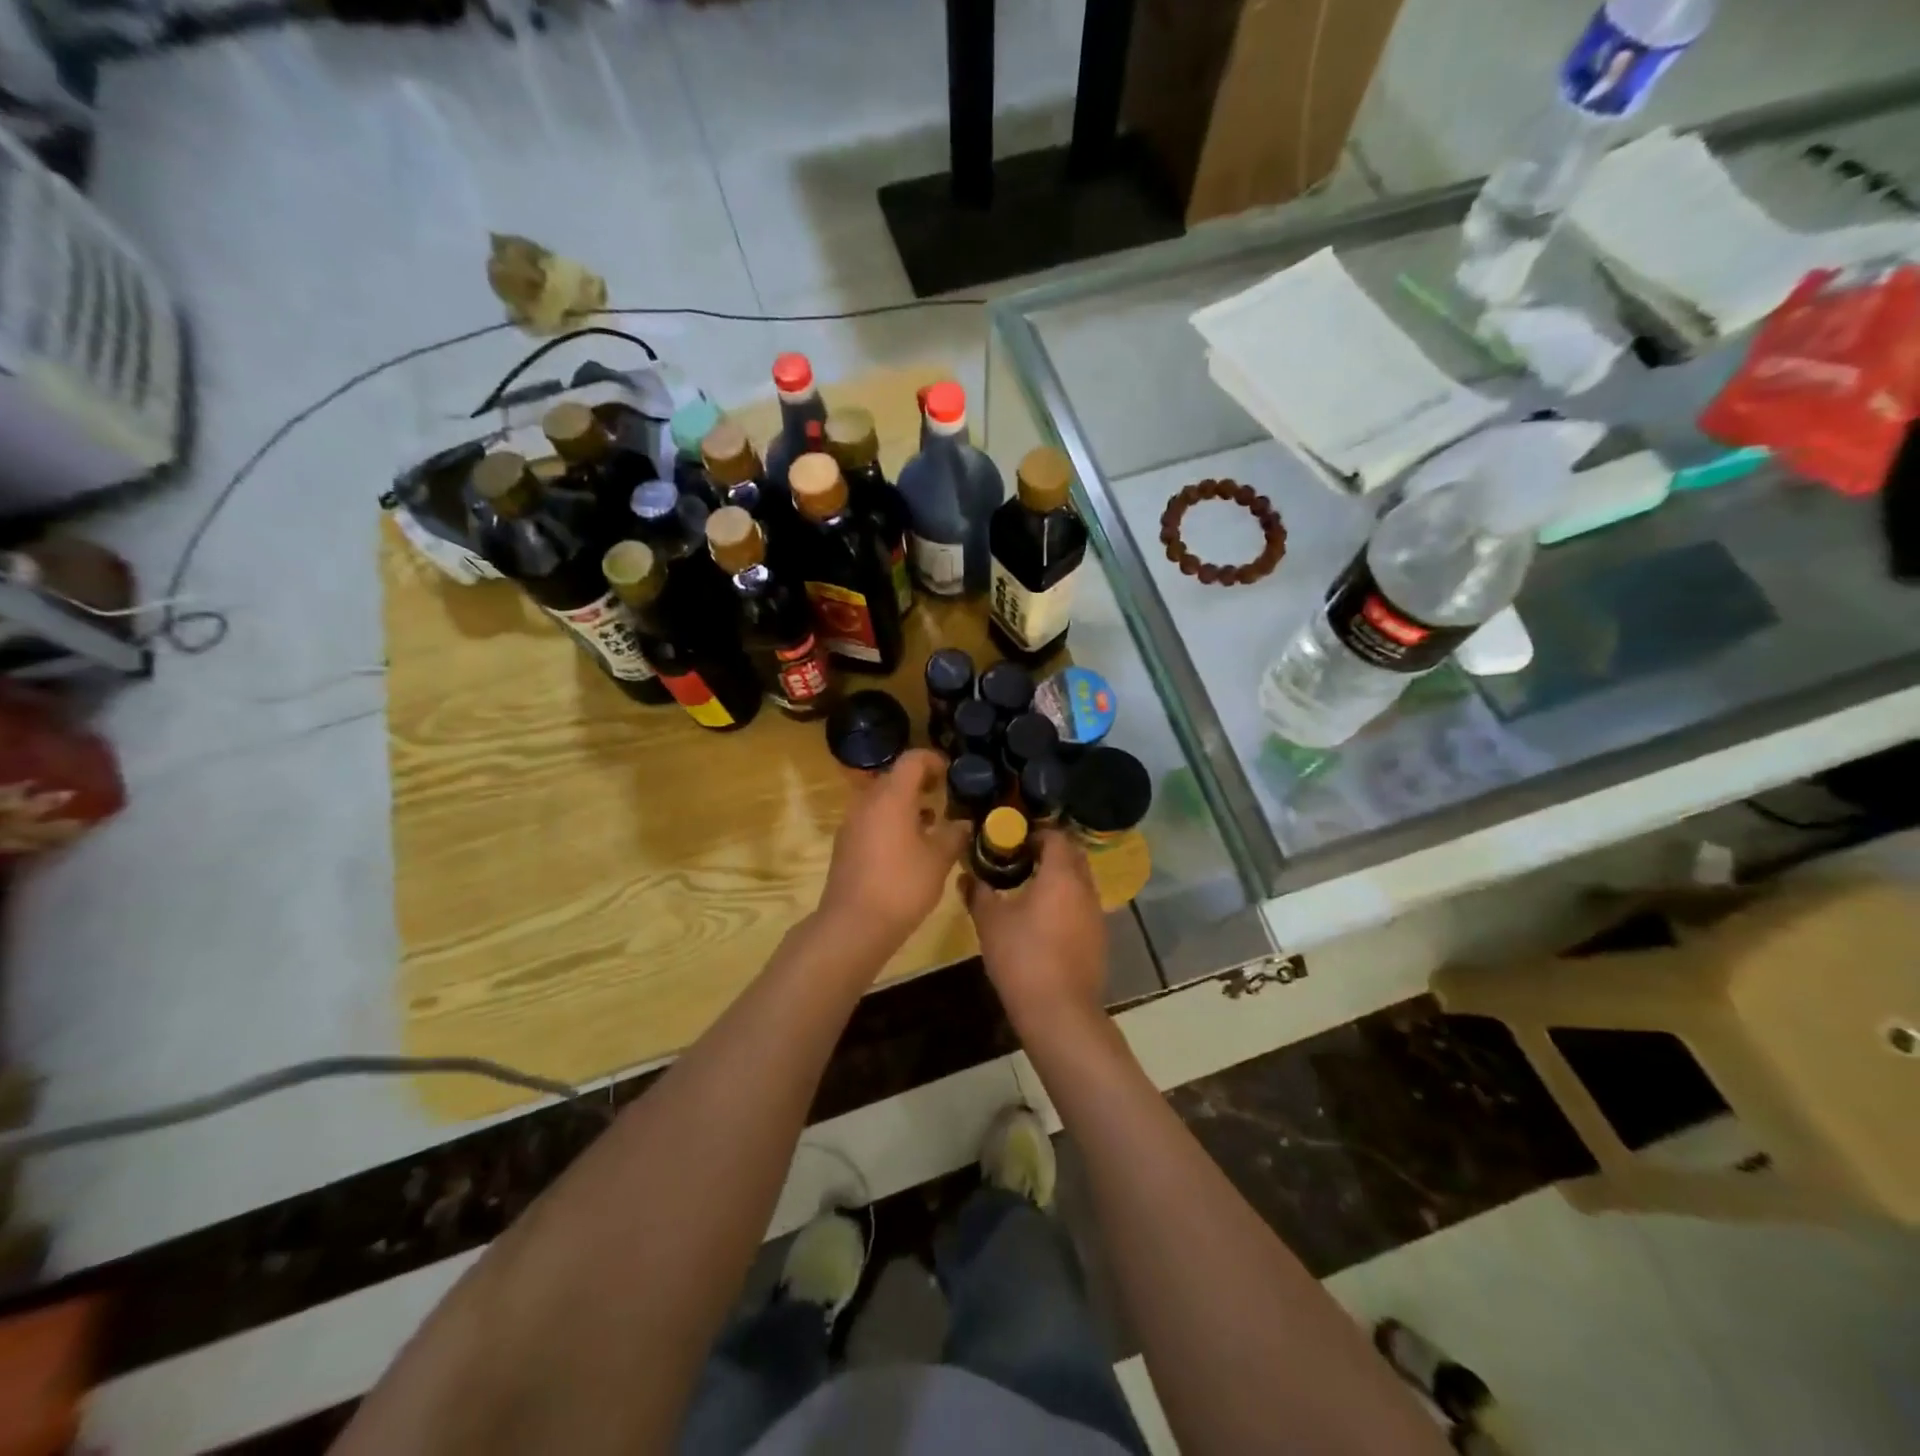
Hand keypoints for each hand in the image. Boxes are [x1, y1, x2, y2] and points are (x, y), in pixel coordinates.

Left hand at [819, 749, 969, 953]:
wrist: (852, 926)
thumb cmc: (901, 885)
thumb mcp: (939, 860)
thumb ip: (954, 835)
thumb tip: (964, 823)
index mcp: (891, 797)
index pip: (912, 760)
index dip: (934, 760)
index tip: (952, 773)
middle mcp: (867, 802)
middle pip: (895, 778)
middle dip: (921, 783)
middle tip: (945, 796)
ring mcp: (852, 823)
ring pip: (882, 801)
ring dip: (906, 804)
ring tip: (932, 822)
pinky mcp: (846, 844)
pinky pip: (872, 820)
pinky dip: (892, 822)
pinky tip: (910, 847)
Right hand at [962, 829, 1107, 1036]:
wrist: (1059, 1011)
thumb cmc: (1022, 957)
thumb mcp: (990, 922)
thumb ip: (978, 893)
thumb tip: (966, 875)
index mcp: (1062, 875)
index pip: (1056, 836)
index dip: (1035, 833)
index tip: (1012, 840)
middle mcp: (1085, 888)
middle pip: (1073, 856)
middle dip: (1049, 852)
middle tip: (1019, 860)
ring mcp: (1096, 914)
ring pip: (1080, 882)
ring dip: (1059, 878)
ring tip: (1029, 889)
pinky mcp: (1099, 938)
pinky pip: (1082, 906)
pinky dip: (1066, 902)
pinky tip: (1044, 920)